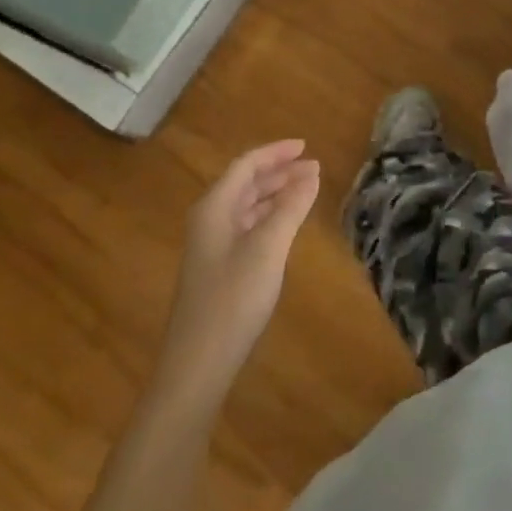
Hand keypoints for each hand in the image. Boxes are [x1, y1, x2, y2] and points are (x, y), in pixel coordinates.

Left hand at [154, 141, 321, 403]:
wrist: (198, 363)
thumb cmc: (233, 299)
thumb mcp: (268, 248)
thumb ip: (290, 208)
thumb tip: (311, 173)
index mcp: (214, 207)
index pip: (246, 165)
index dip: (276, 152)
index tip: (306, 147)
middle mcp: (209, 219)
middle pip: (244, 183)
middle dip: (279, 172)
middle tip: (314, 169)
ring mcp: (212, 245)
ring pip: (246, 206)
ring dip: (275, 194)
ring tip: (306, 190)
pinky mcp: (218, 268)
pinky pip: (246, 227)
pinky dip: (269, 217)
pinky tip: (286, 225)